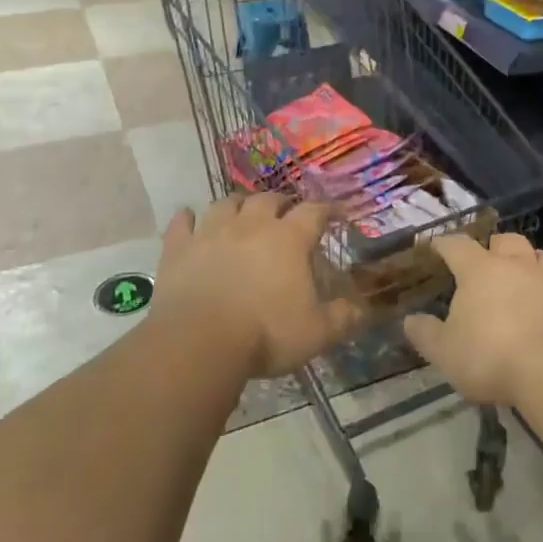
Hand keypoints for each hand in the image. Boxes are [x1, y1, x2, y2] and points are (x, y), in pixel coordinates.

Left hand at [157, 194, 365, 377]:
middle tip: (286, 212)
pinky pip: (182, 222)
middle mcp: (251, 225)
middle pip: (269, 199)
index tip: (335, 213)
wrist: (199, 342)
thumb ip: (343, 318)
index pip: (313, 212)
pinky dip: (187, 218)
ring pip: (227, 203)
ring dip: (238, 204)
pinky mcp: (179, 248)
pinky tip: (189, 218)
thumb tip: (363, 309)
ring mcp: (211, 232)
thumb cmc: (265, 334)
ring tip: (242, 212)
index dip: (326, 210)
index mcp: (289, 239)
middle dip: (281, 202)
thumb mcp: (316, 333)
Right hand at [402, 233, 542, 407]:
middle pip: (508, 241)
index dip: (445, 244)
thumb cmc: (491, 356)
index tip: (436, 246)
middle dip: (497, 246)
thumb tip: (411, 320)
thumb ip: (426, 334)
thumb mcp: (445, 352)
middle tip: (489, 259)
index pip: (457, 246)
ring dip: (535, 264)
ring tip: (528, 276)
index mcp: (480, 271)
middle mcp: (519, 267)